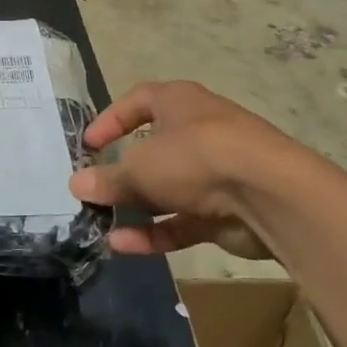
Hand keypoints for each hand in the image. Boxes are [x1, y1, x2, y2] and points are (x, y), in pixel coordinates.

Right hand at [69, 81, 290, 259]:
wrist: (269, 195)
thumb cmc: (196, 157)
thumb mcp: (140, 167)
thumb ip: (107, 179)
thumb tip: (77, 185)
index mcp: (179, 103)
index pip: (138, 101)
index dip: (110, 120)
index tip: (88, 146)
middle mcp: (198, 132)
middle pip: (152, 150)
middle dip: (121, 173)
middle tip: (93, 190)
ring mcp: (214, 173)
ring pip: (166, 189)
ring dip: (134, 207)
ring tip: (100, 224)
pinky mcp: (224, 211)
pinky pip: (180, 220)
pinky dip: (153, 232)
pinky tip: (123, 245)